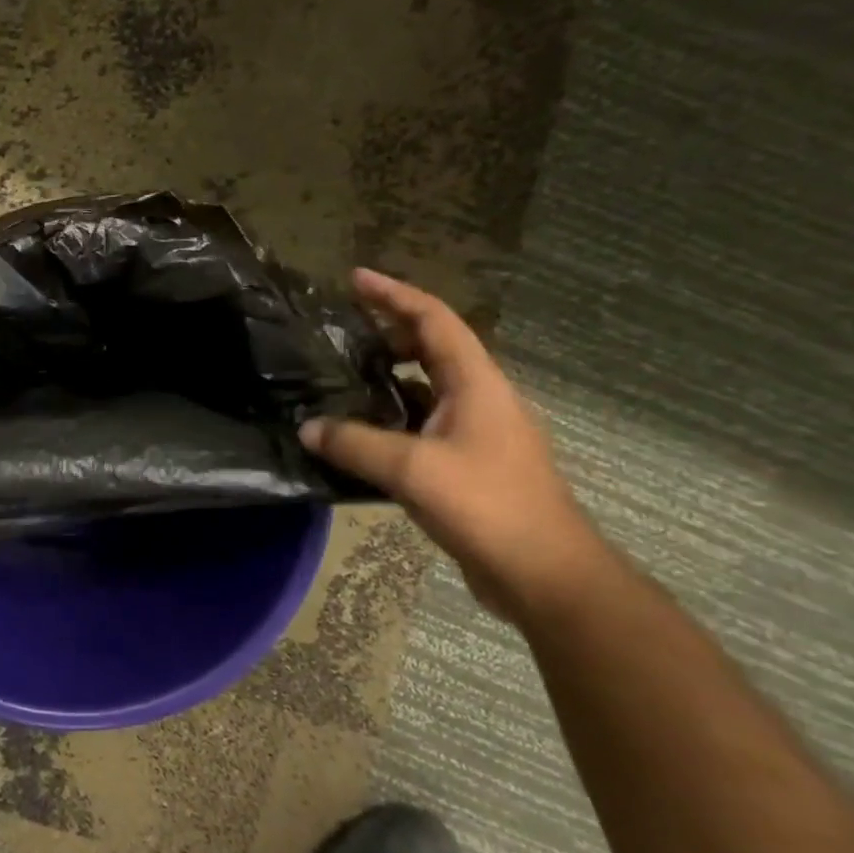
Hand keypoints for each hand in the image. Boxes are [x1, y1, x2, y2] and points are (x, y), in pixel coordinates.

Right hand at [301, 269, 608, 615]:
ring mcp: (477, 434)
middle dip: (392, 330)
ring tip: (345, 375)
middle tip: (345, 328)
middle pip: (435, 348)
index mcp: (477, 385)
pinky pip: (424, 424)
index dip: (395, 295)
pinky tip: (362, 432)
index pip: (435, 321)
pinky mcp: (469, 465)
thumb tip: (308, 427)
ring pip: (428, 388)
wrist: (545, 574)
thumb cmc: (487, 507)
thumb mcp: (412, 470)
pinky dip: (392, 416)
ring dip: (391, 375)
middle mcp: (480, 400)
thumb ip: (355, 444)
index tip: (356, 278)